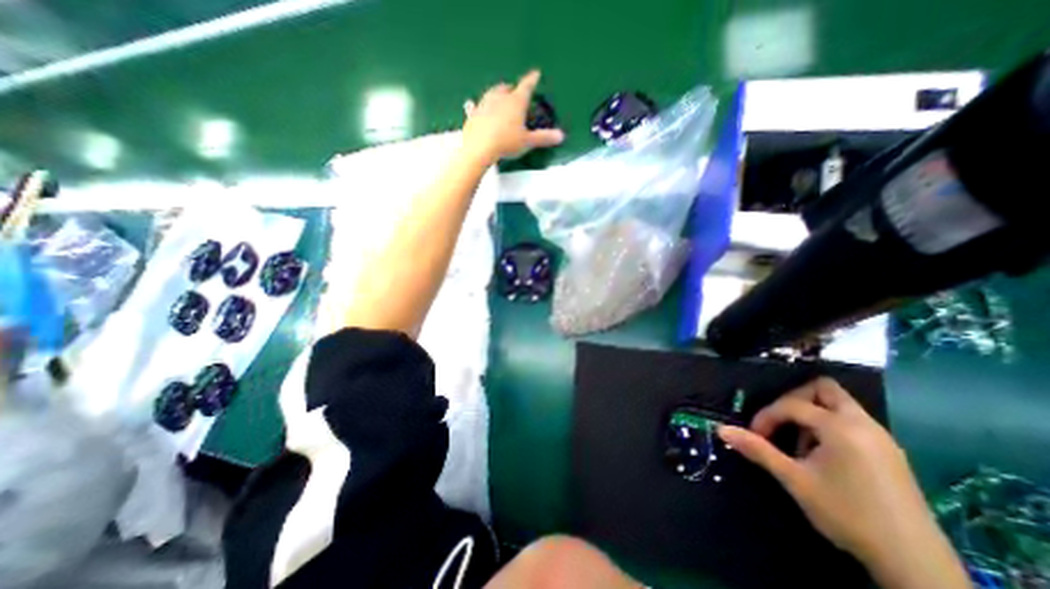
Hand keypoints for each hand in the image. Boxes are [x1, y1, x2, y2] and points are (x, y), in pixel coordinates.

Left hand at [461, 68, 561, 165]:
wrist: (479, 148)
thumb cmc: (506, 142)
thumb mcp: (528, 142)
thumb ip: (544, 138)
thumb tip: (561, 136)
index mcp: (516, 101)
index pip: (527, 86)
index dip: (532, 80)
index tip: (536, 73)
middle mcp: (500, 97)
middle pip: (506, 88)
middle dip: (511, 89)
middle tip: (514, 93)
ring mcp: (484, 103)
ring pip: (492, 94)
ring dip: (496, 95)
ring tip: (499, 99)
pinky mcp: (473, 113)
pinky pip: (476, 106)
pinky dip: (478, 106)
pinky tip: (473, 106)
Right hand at [715, 377, 967, 588]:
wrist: (916, 567)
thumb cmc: (847, 514)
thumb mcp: (795, 480)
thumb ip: (757, 449)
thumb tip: (721, 430)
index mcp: (840, 427)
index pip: (792, 405)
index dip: (767, 416)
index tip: (755, 435)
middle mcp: (863, 424)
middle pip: (823, 389)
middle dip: (795, 399)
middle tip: (780, 421)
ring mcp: (881, 438)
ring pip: (839, 404)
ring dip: (812, 414)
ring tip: (800, 442)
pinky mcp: (889, 453)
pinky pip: (852, 421)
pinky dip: (829, 426)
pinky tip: (822, 454)